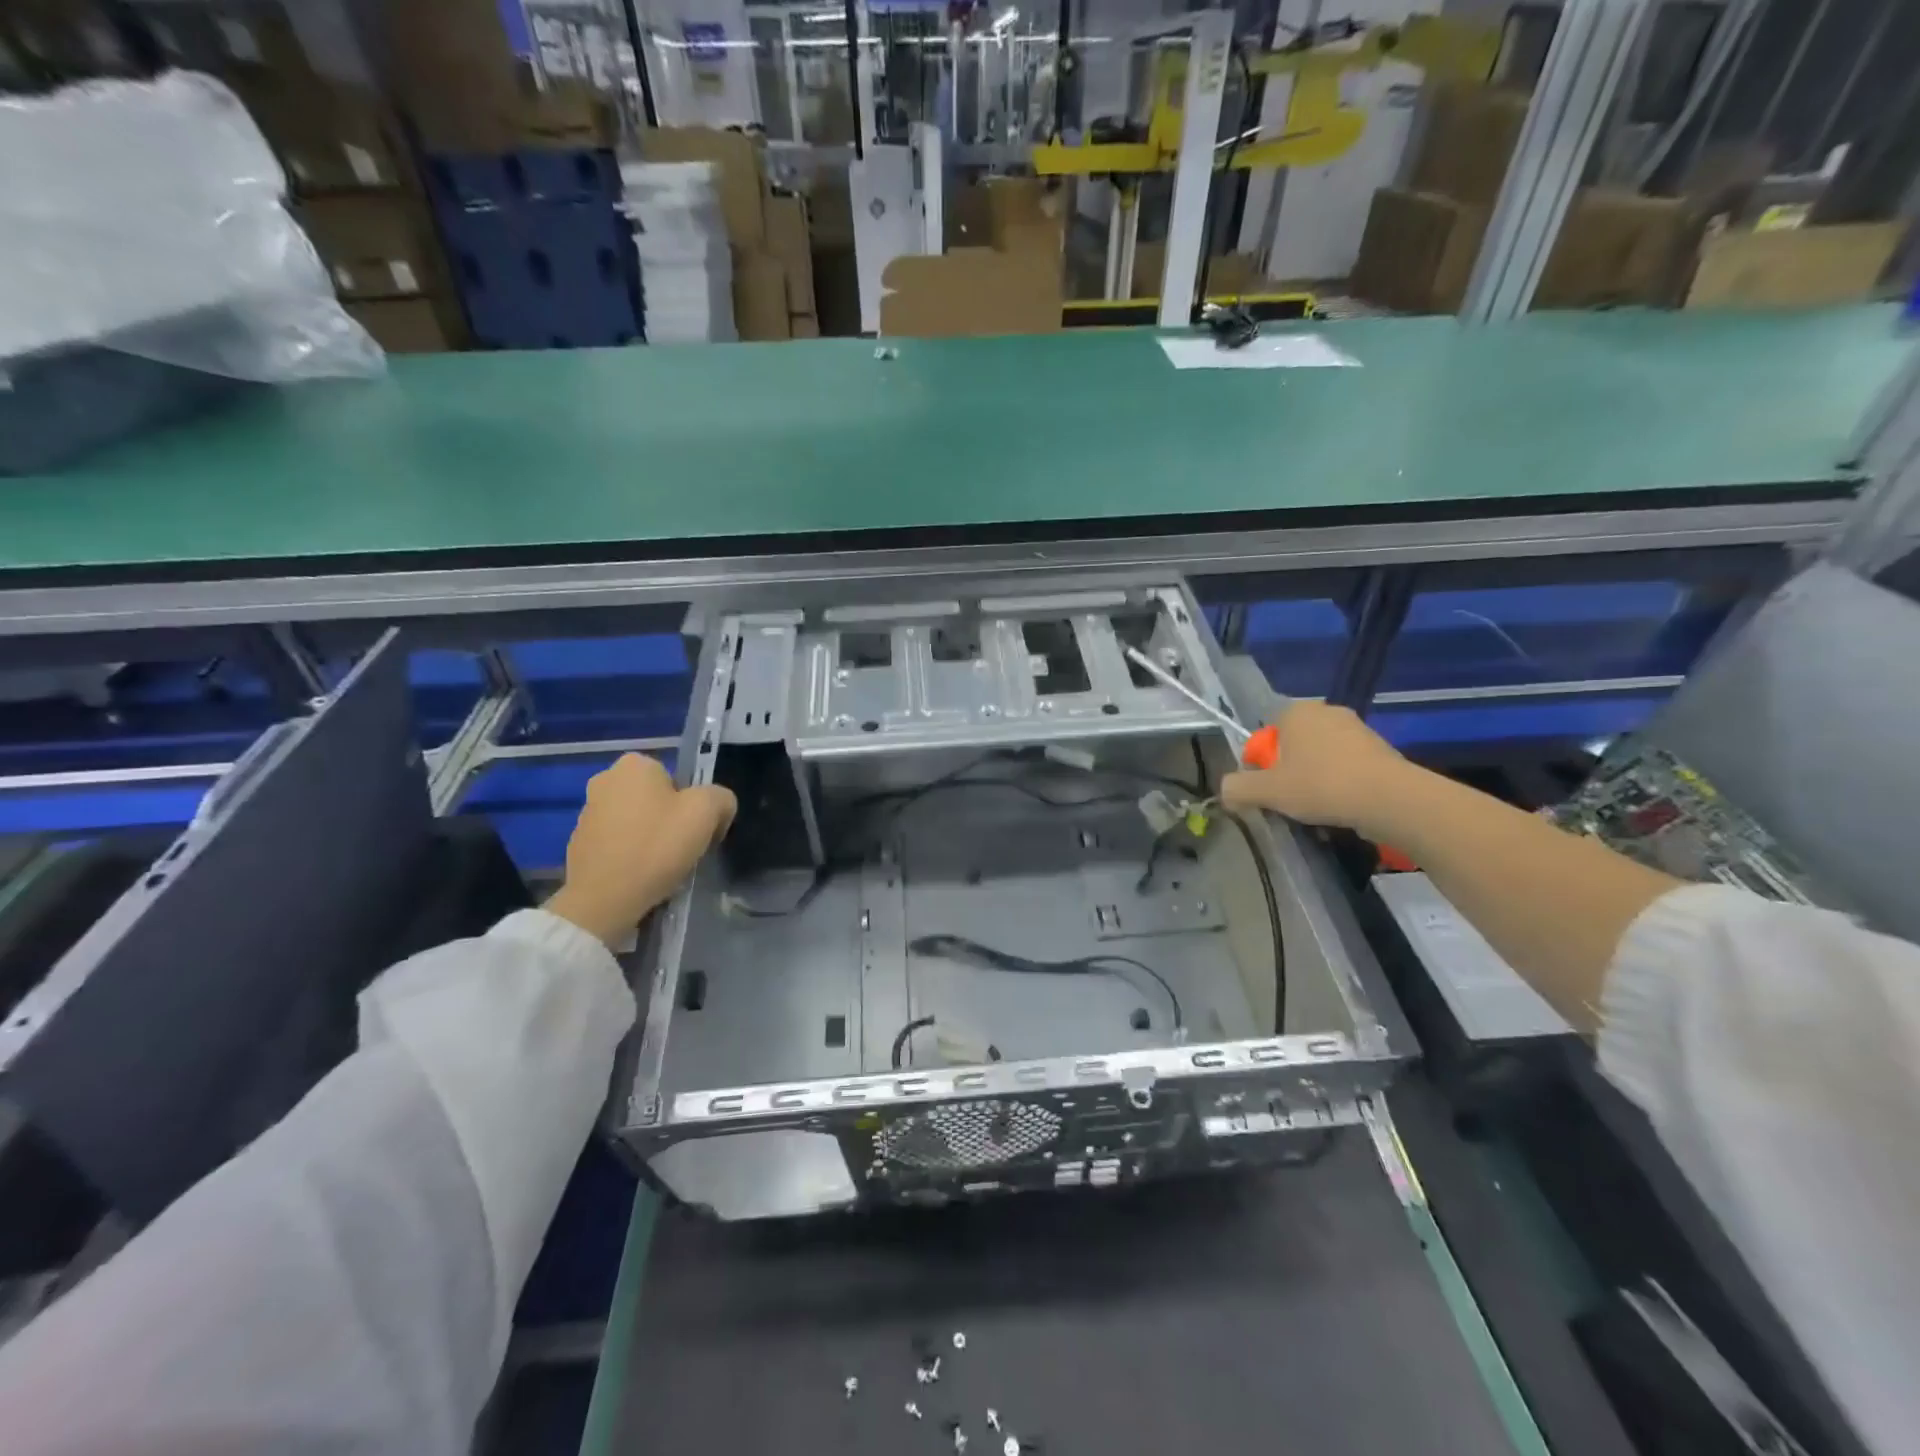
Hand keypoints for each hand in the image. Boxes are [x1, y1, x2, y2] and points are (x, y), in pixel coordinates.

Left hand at [544, 754, 735, 945]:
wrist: (603, 900)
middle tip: (682, 850)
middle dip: (671, 821)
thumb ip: (721, 798)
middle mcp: (605, 779)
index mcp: (635, 764)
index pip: (680, 779)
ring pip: (637, 821)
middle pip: (657, 799)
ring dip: (650, 839)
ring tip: (661, 868)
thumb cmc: (656, 847)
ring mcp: (587, 812)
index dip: (696, 805)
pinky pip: (618, 844)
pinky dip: (630, 855)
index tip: (699, 832)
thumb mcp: (707, 812)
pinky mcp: (578, 843)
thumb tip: (717, 809)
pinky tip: (639, 877)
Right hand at [1219, 700, 1410, 834]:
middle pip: (1292, 748)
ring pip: (1320, 759)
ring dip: (1314, 781)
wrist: (1389, 799)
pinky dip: (1340, 785)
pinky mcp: (1380, 749)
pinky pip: (1347, 767)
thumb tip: (1226, 790)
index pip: (1265, 737)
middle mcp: (1326, 712)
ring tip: (1318, 810)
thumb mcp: (1267, 791)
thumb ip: (1237, 788)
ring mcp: (1357, 729)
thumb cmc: (1320, 786)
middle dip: (1288, 773)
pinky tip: (1342, 807)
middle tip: (1290, 801)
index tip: (1268, 790)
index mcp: (1296, 712)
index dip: (1261, 766)